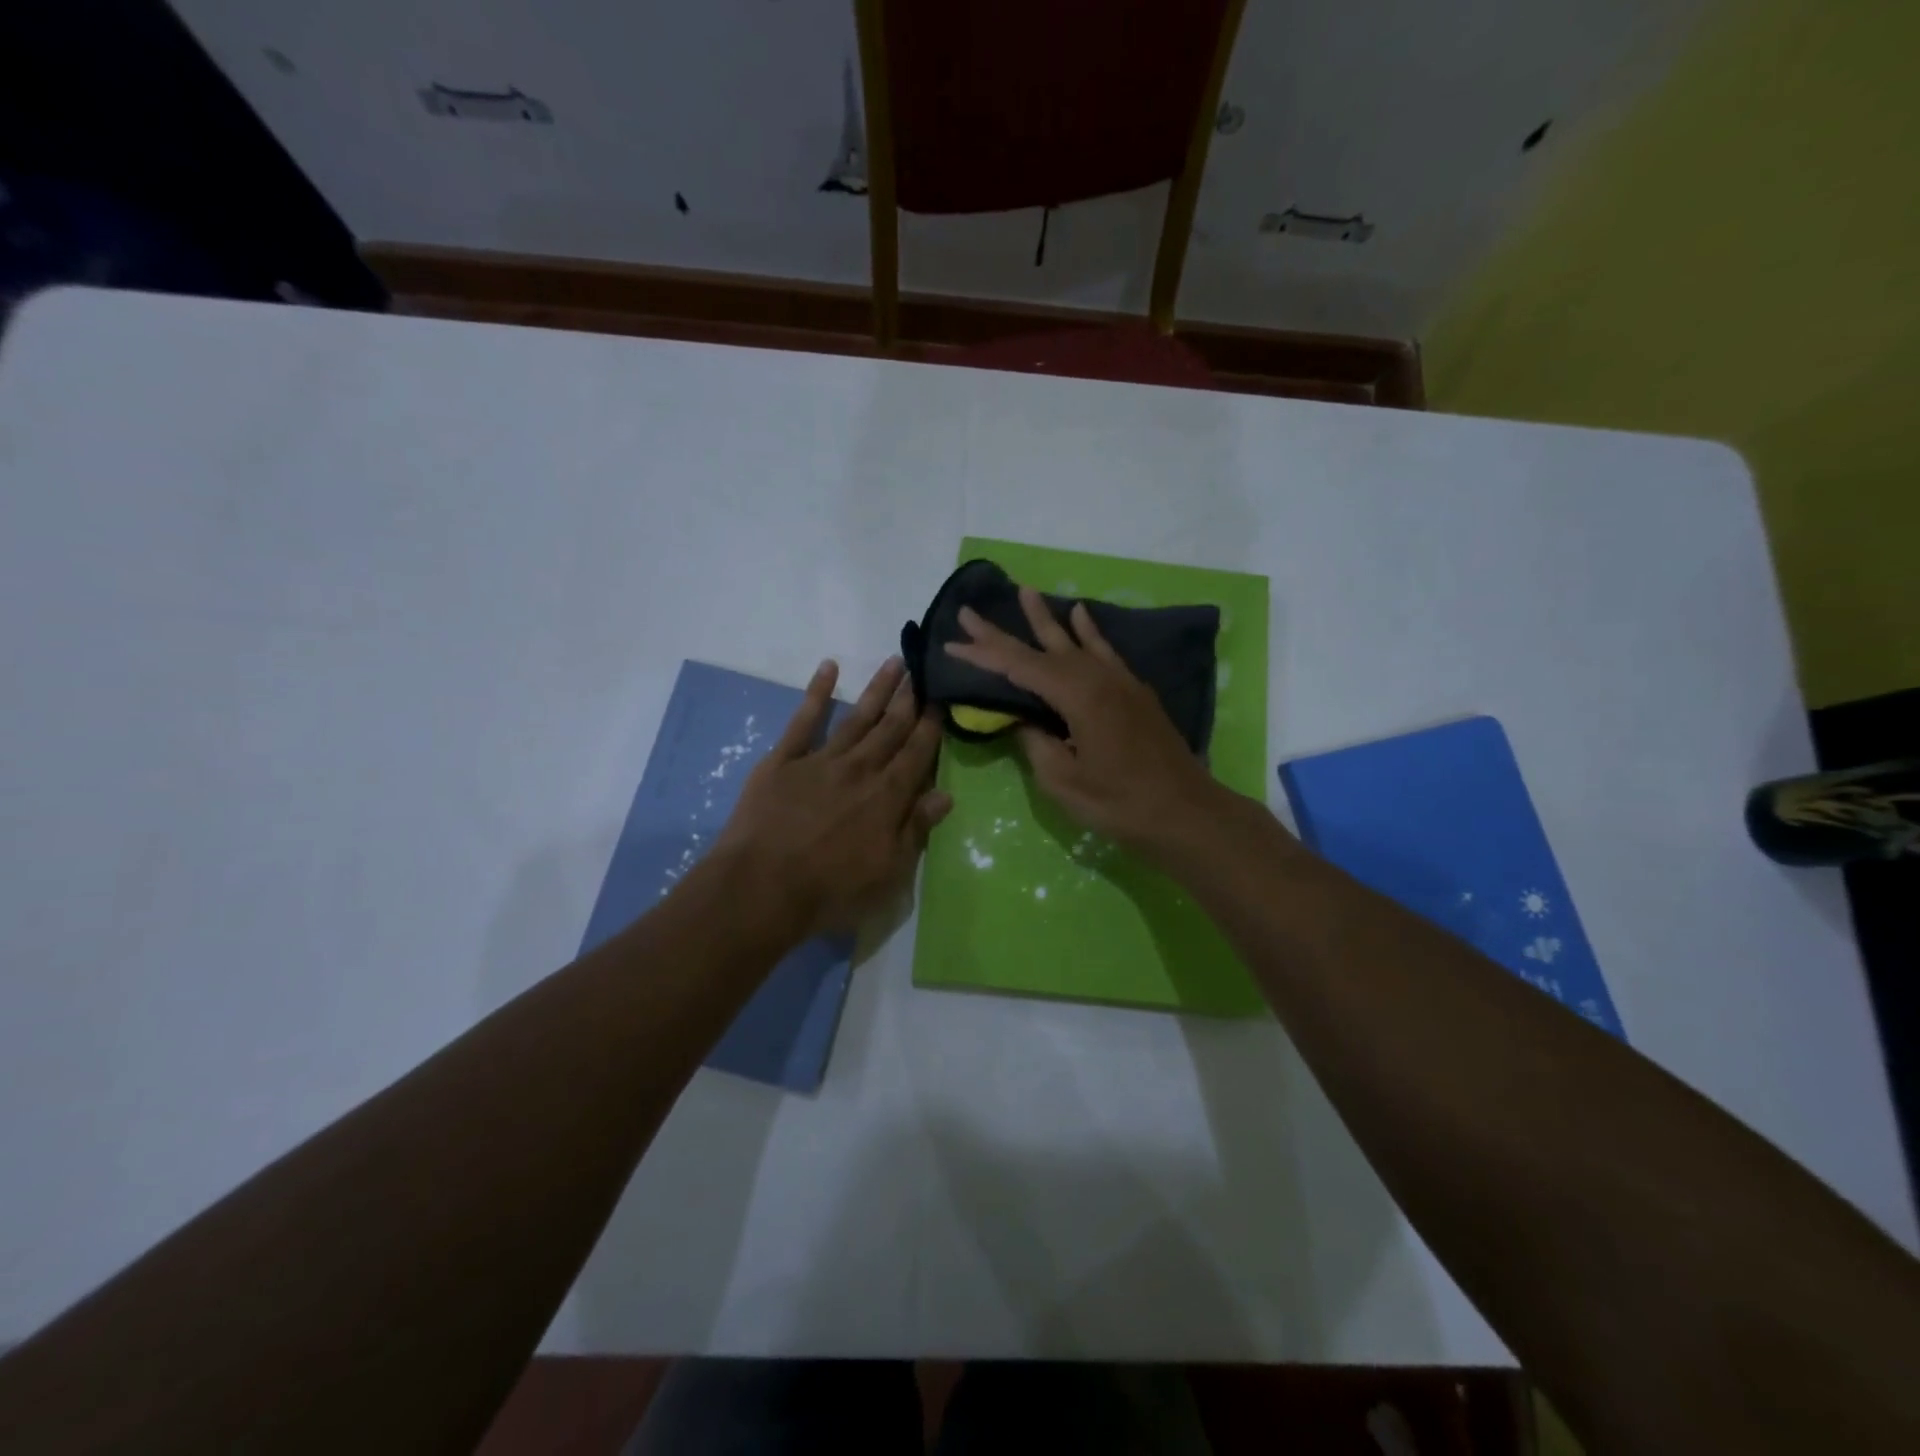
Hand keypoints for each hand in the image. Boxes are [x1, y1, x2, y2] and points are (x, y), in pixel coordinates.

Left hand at [715, 656, 950, 937]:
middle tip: (924, 670)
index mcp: (887, 797)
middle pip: (890, 728)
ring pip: (856, 717)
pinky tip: (828, 668)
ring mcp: (820, 760)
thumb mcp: (888, 873)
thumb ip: (916, 830)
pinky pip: (804, 720)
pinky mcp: (783, 760)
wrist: (761, 888)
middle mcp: (859, 769)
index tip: (943, 700)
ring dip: (876, 689)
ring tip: (893, 662)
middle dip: (909, 699)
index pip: (916, 754)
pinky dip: (817, 692)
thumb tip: (945, 794)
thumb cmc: (830, 890)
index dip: (931, 727)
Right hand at [943, 585, 1230, 857]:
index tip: (952, 643)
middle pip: (1042, 648)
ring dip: (1046, 618)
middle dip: (1003, 632)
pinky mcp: (1134, 691)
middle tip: (970, 612)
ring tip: (1025, 592)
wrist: (1186, 813)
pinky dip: (1089, 631)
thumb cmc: (1121, 803)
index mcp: (1077, 697)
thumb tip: (1022, 720)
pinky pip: (1105, 650)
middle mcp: (1098, 678)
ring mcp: (1120, 681)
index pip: (1020, 668)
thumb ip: (1036, 744)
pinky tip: (1080, 614)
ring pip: (1074, 641)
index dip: (983, 655)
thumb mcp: (1064, 781)